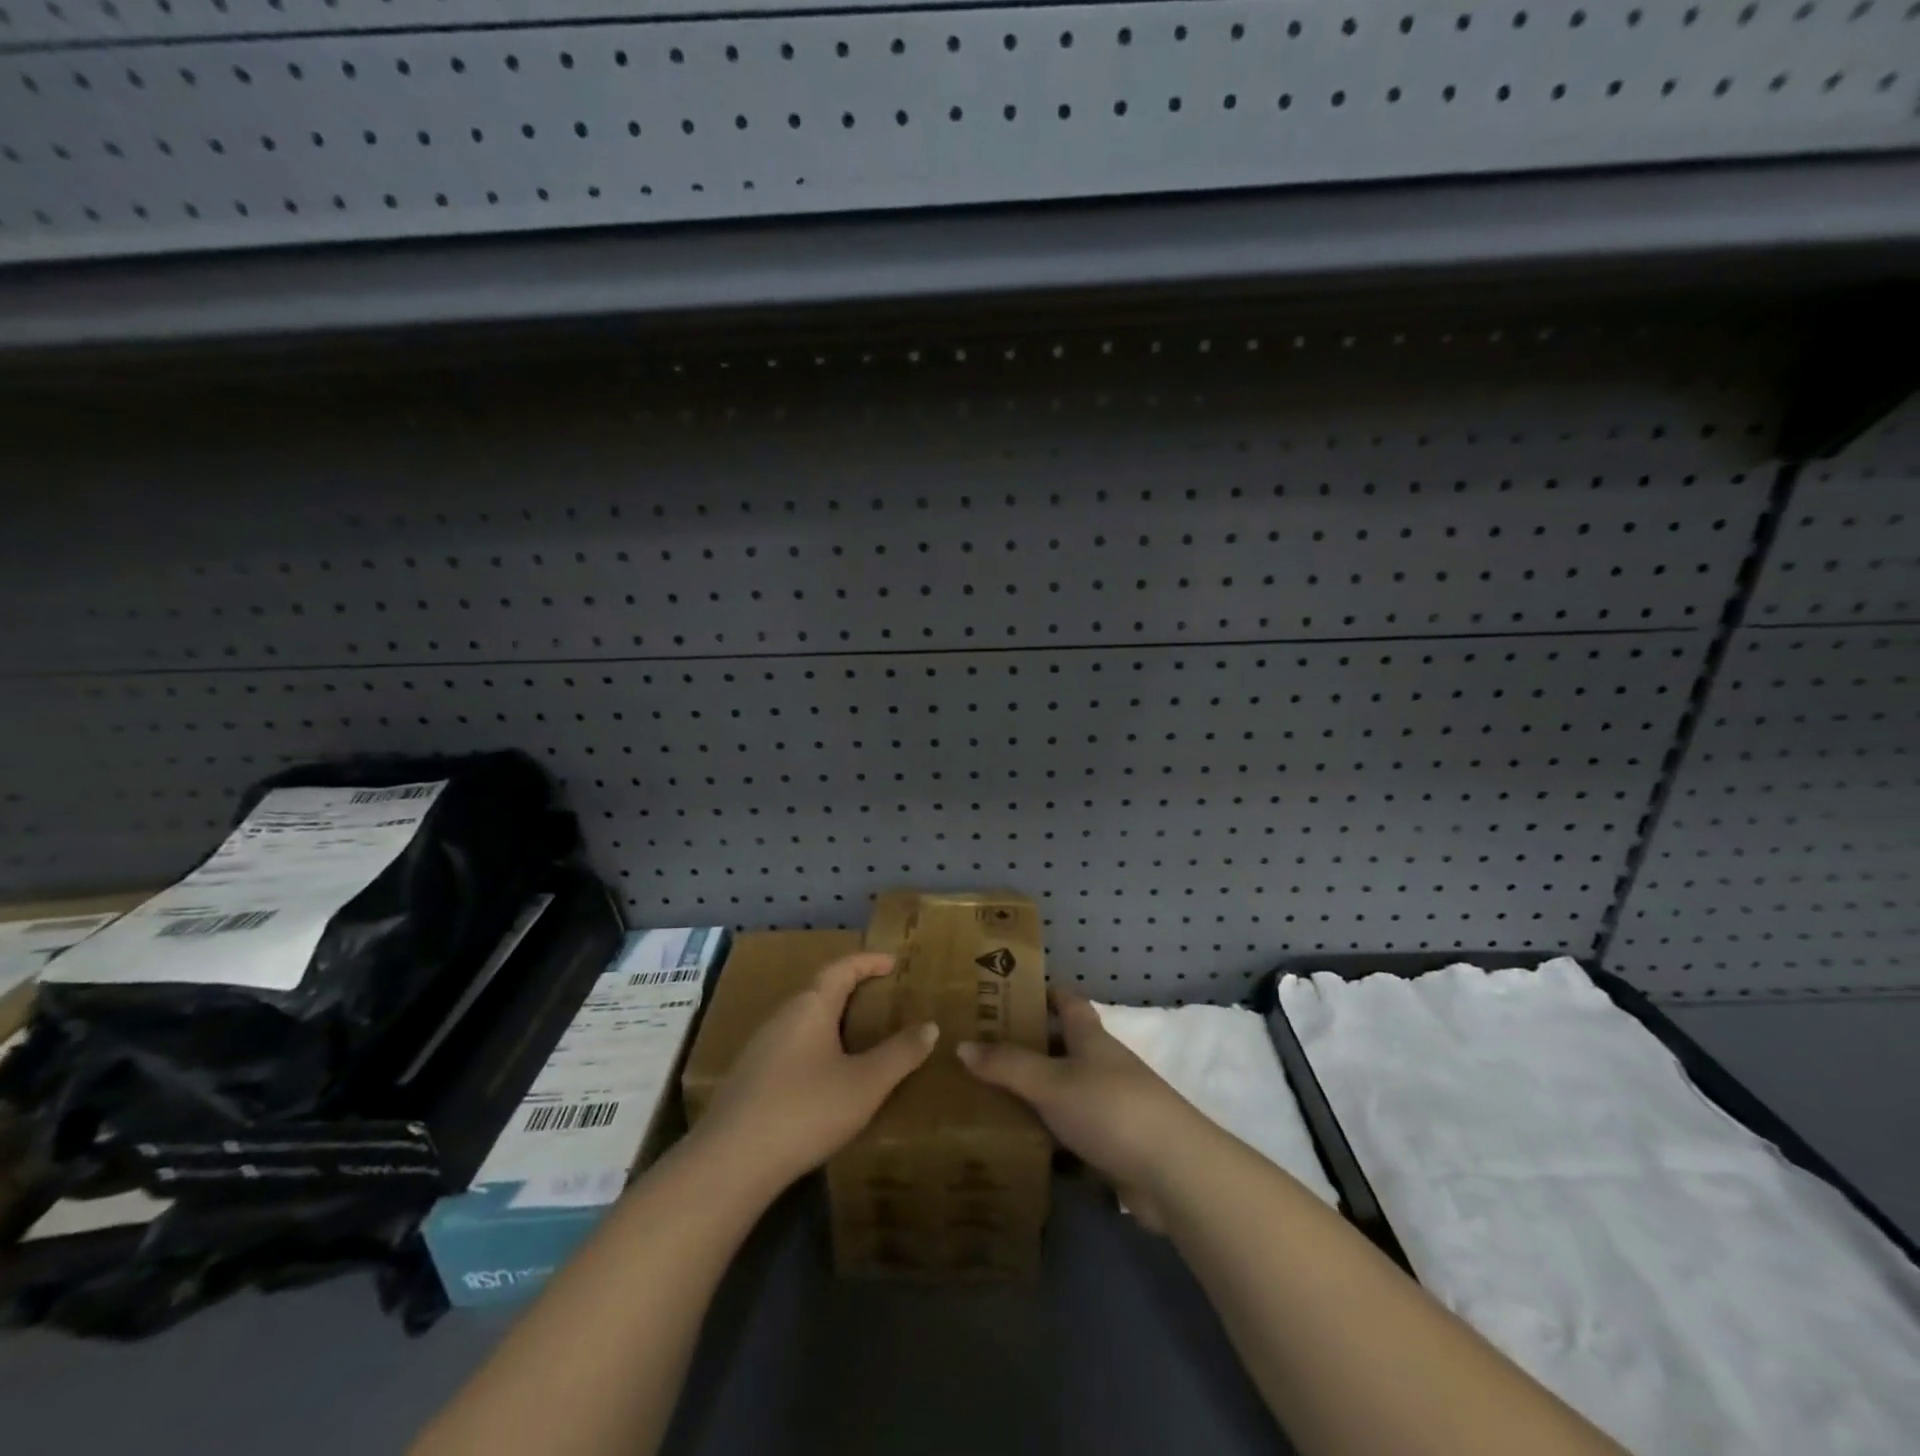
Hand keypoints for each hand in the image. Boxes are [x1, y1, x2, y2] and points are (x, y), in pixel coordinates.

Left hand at [697, 952, 937, 1196]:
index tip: (892, 962)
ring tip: (860, 1038)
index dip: (868, 961)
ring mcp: (760, 1048)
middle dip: (852, 991)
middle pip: (820, 991)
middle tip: (883, 1001)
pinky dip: (817, 1047)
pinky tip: (826, 1077)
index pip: (842, 968)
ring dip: (833, 1021)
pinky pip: (792, 1047)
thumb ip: (900, 1054)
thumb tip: (930, 1026)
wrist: (731, 1162)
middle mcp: (783, 1017)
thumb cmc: (806, 1109)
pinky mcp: (750, 1078)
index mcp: (811, 1006)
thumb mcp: (865, 1084)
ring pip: (804, 1021)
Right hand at [958, 989, 1203, 1230]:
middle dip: (1026, 1047)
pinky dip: (1047, 1138)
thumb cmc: (1110, 1108)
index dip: (1042, 993)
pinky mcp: (1113, 1146)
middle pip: (1061, 1047)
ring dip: (1033, 1095)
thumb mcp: (1051, 1082)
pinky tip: (1017, 1146)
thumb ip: (1007, 1064)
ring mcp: (1110, 1107)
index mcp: (1090, 1038)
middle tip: (978, 1050)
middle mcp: (1101, 1066)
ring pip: (1063, 1093)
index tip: (1006, 992)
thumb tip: (962, 1044)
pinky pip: (1070, 1135)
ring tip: (985, 1098)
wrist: (1173, 1172)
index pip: (1066, 1002)